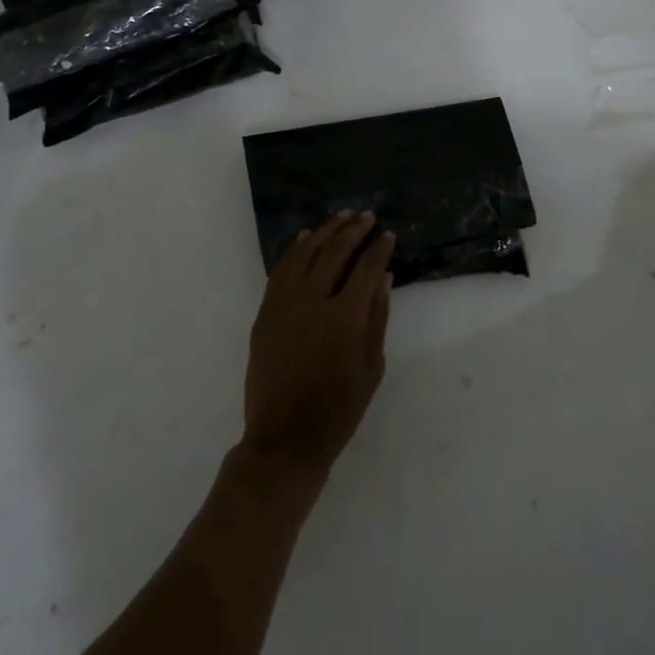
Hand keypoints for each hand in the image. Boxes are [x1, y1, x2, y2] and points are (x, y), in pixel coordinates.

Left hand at [241, 212, 393, 479]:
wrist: (286, 437)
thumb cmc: (339, 408)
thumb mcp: (371, 366)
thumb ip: (377, 317)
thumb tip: (384, 276)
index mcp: (345, 317)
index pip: (366, 268)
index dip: (379, 248)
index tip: (388, 235)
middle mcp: (313, 301)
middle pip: (335, 252)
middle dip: (354, 231)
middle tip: (367, 216)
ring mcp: (284, 304)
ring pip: (305, 253)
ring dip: (325, 232)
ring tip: (340, 218)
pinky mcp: (266, 312)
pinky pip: (280, 270)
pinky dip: (294, 250)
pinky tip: (306, 238)